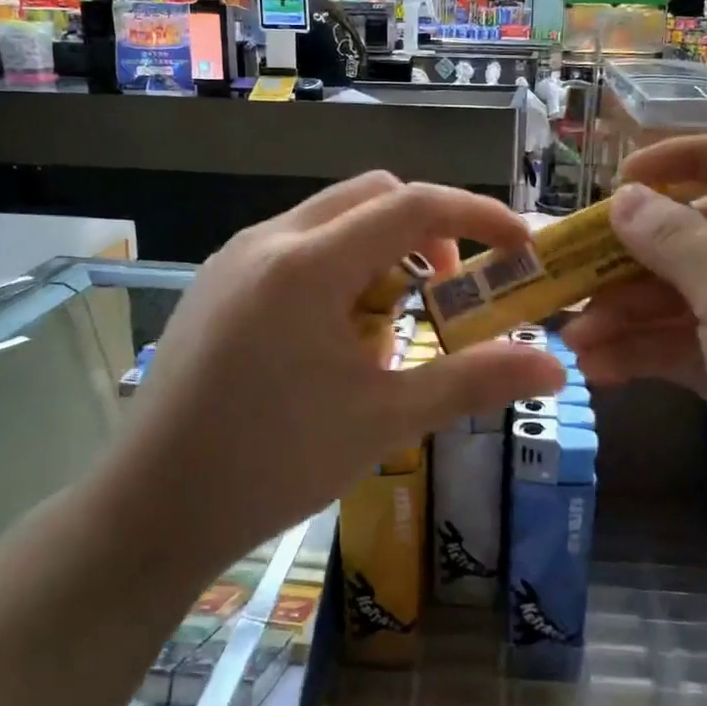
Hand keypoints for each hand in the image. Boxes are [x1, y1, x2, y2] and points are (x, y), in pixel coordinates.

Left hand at [105, 174, 565, 576]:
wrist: (150, 509)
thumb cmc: (272, 463)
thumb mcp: (384, 421)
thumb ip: (473, 381)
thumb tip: (556, 365)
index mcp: (308, 264)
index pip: (413, 205)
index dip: (478, 216)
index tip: (520, 246)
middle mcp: (268, 241)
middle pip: (371, 196)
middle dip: (428, 229)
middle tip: (451, 288)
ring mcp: (235, 258)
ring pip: (331, 218)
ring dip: (380, 249)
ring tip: (392, 322)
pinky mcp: (216, 284)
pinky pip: (296, 247)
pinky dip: (339, 267)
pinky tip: (336, 335)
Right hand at [559, 135, 706, 585]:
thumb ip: (678, 241)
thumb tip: (627, 199)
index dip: (685, 159)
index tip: (621, 181)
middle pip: (700, 233)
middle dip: (635, 253)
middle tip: (571, 270)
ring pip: (680, 294)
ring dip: (625, 310)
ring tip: (574, 337)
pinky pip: (679, 345)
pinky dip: (639, 351)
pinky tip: (596, 368)